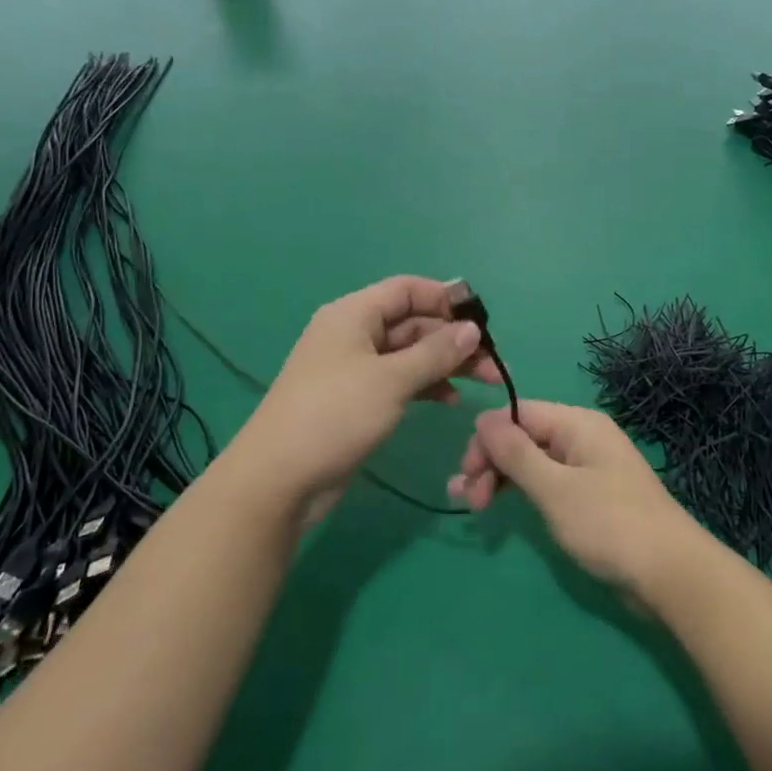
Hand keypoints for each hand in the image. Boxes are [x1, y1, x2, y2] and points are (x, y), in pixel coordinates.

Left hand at [229, 276, 499, 521]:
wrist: (278, 480)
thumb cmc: (335, 415)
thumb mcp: (391, 380)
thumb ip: (436, 353)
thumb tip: (472, 330)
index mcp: (354, 314)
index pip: (407, 289)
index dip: (445, 299)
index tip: (481, 322)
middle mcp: (353, 334)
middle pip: (413, 323)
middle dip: (454, 339)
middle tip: (493, 364)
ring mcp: (353, 368)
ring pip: (409, 354)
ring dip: (445, 364)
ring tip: (485, 383)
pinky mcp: (356, 399)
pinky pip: (399, 380)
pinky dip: (426, 385)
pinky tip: (450, 401)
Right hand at [452, 401, 709, 598]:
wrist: (671, 573)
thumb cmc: (609, 525)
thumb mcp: (555, 488)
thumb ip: (516, 453)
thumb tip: (483, 417)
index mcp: (577, 424)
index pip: (518, 414)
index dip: (487, 439)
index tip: (466, 474)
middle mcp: (582, 437)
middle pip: (524, 436)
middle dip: (491, 462)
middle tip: (468, 500)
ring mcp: (589, 467)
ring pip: (533, 461)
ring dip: (501, 478)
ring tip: (472, 506)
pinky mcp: (591, 496)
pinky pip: (549, 482)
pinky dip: (524, 492)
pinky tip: (504, 506)